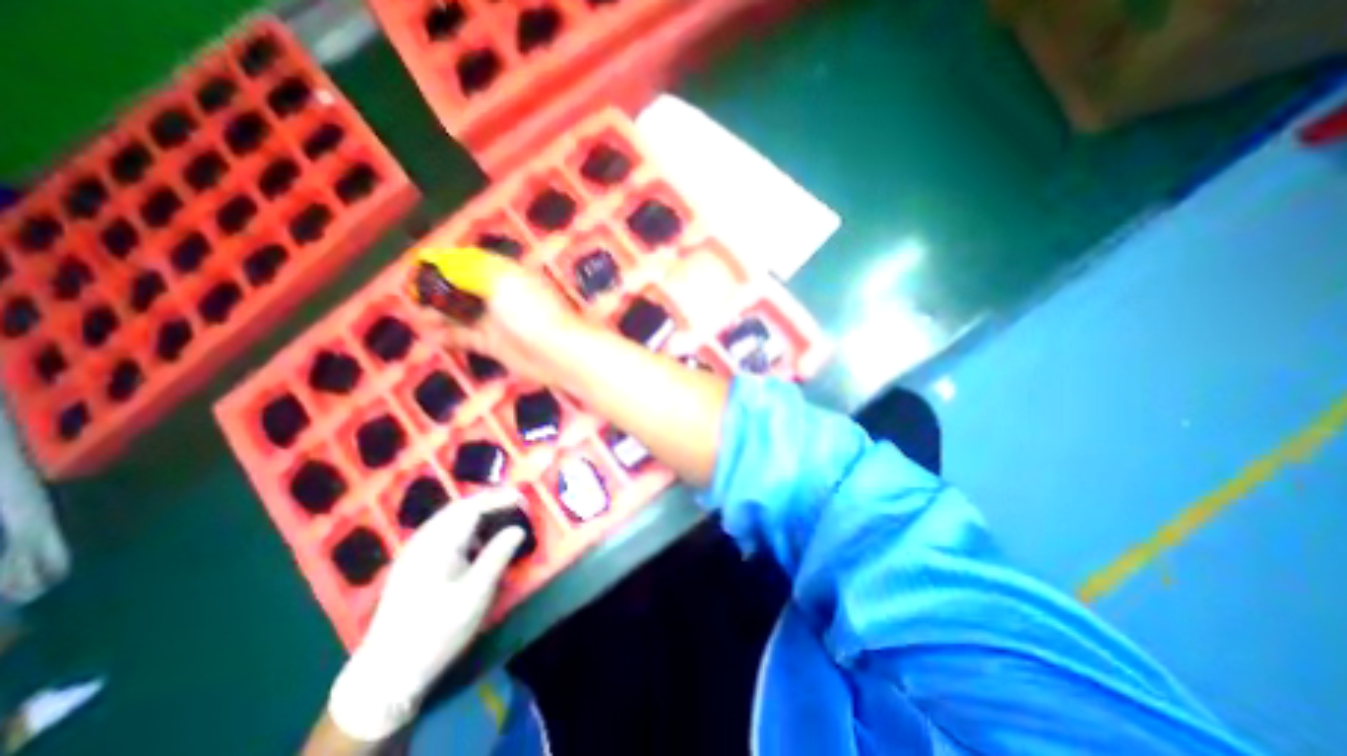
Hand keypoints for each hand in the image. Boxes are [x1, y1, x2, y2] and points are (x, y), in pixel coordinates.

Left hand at [324, 489, 524, 739]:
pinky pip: (439, 532)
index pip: (472, 507)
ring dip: (474, 514)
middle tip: (512, 505)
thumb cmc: (438, 629)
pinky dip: (461, 527)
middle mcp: (423, 541)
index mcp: (439, 544)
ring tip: (497, 520)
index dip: (498, 498)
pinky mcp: (409, 565)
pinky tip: (471, 544)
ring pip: (447, 519)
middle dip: (487, 502)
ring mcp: (412, 553)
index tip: (521, 498)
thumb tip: (518, 529)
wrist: (386, 673)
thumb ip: (498, 555)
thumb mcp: (476, 593)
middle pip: (458, 508)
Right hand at [414, 260, 589, 389]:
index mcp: (507, 274)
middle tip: (411, 293)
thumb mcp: (501, 282)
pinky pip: (466, 337)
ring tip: (416, 314)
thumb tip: (446, 262)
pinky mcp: (496, 344)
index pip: (472, 261)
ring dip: (439, 313)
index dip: (447, 262)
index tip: (420, 264)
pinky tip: (430, 335)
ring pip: (462, 313)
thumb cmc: (530, 312)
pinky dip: (449, 336)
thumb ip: (471, 271)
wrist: (556, 352)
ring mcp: (498, 321)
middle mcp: (502, 295)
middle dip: (439, 289)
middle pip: (465, 288)